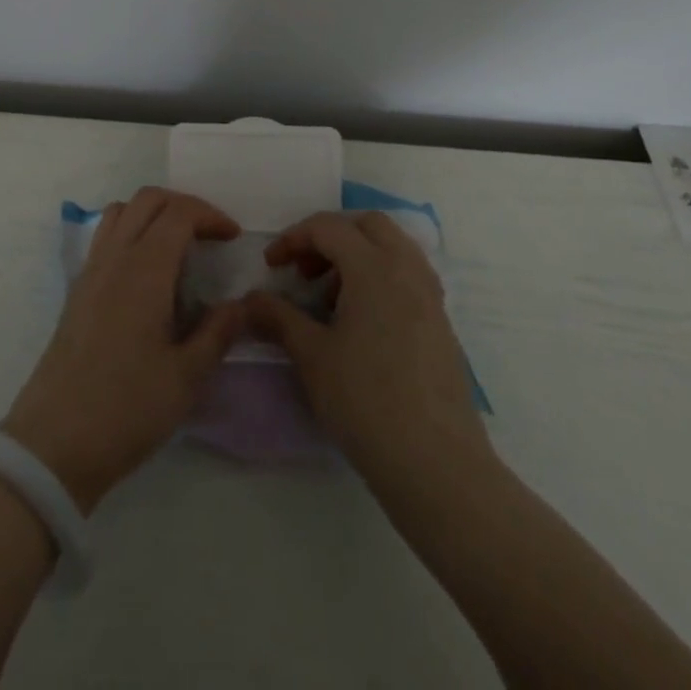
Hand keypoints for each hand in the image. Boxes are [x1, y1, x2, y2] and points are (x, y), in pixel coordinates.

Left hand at [1, 188, 244, 512]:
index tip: (232, 237)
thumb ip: (218, 332)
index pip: (178, 213)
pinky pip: (105, 236)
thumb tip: (239, 304)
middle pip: (147, 200)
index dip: (209, 215)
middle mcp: (114, 257)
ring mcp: (90, 271)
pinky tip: (147, 273)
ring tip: (179, 246)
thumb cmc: (127, 408)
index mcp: (144, 270)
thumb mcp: (187, 377)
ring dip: (153, 214)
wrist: (55, 442)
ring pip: (121, 212)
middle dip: (184, 205)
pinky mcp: (77, 290)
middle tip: (210, 235)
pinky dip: (131, 232)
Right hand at [245, 211, 491, 485]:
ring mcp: (430, 296)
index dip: (293, 238)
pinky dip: (380, 277)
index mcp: (374, 267)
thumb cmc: (366, 401)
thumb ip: (278, 318)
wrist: (436, 465)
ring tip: (331, 296)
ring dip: (357, 255)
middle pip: (367, 225)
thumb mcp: (312, 356)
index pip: (328, 227)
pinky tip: (361, 320)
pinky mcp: (441, 323)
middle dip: (330, 236)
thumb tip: (249, 300)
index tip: (272, 266)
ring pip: (393, 247)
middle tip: (306, 270)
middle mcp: (407, 270)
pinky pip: (408, 275)